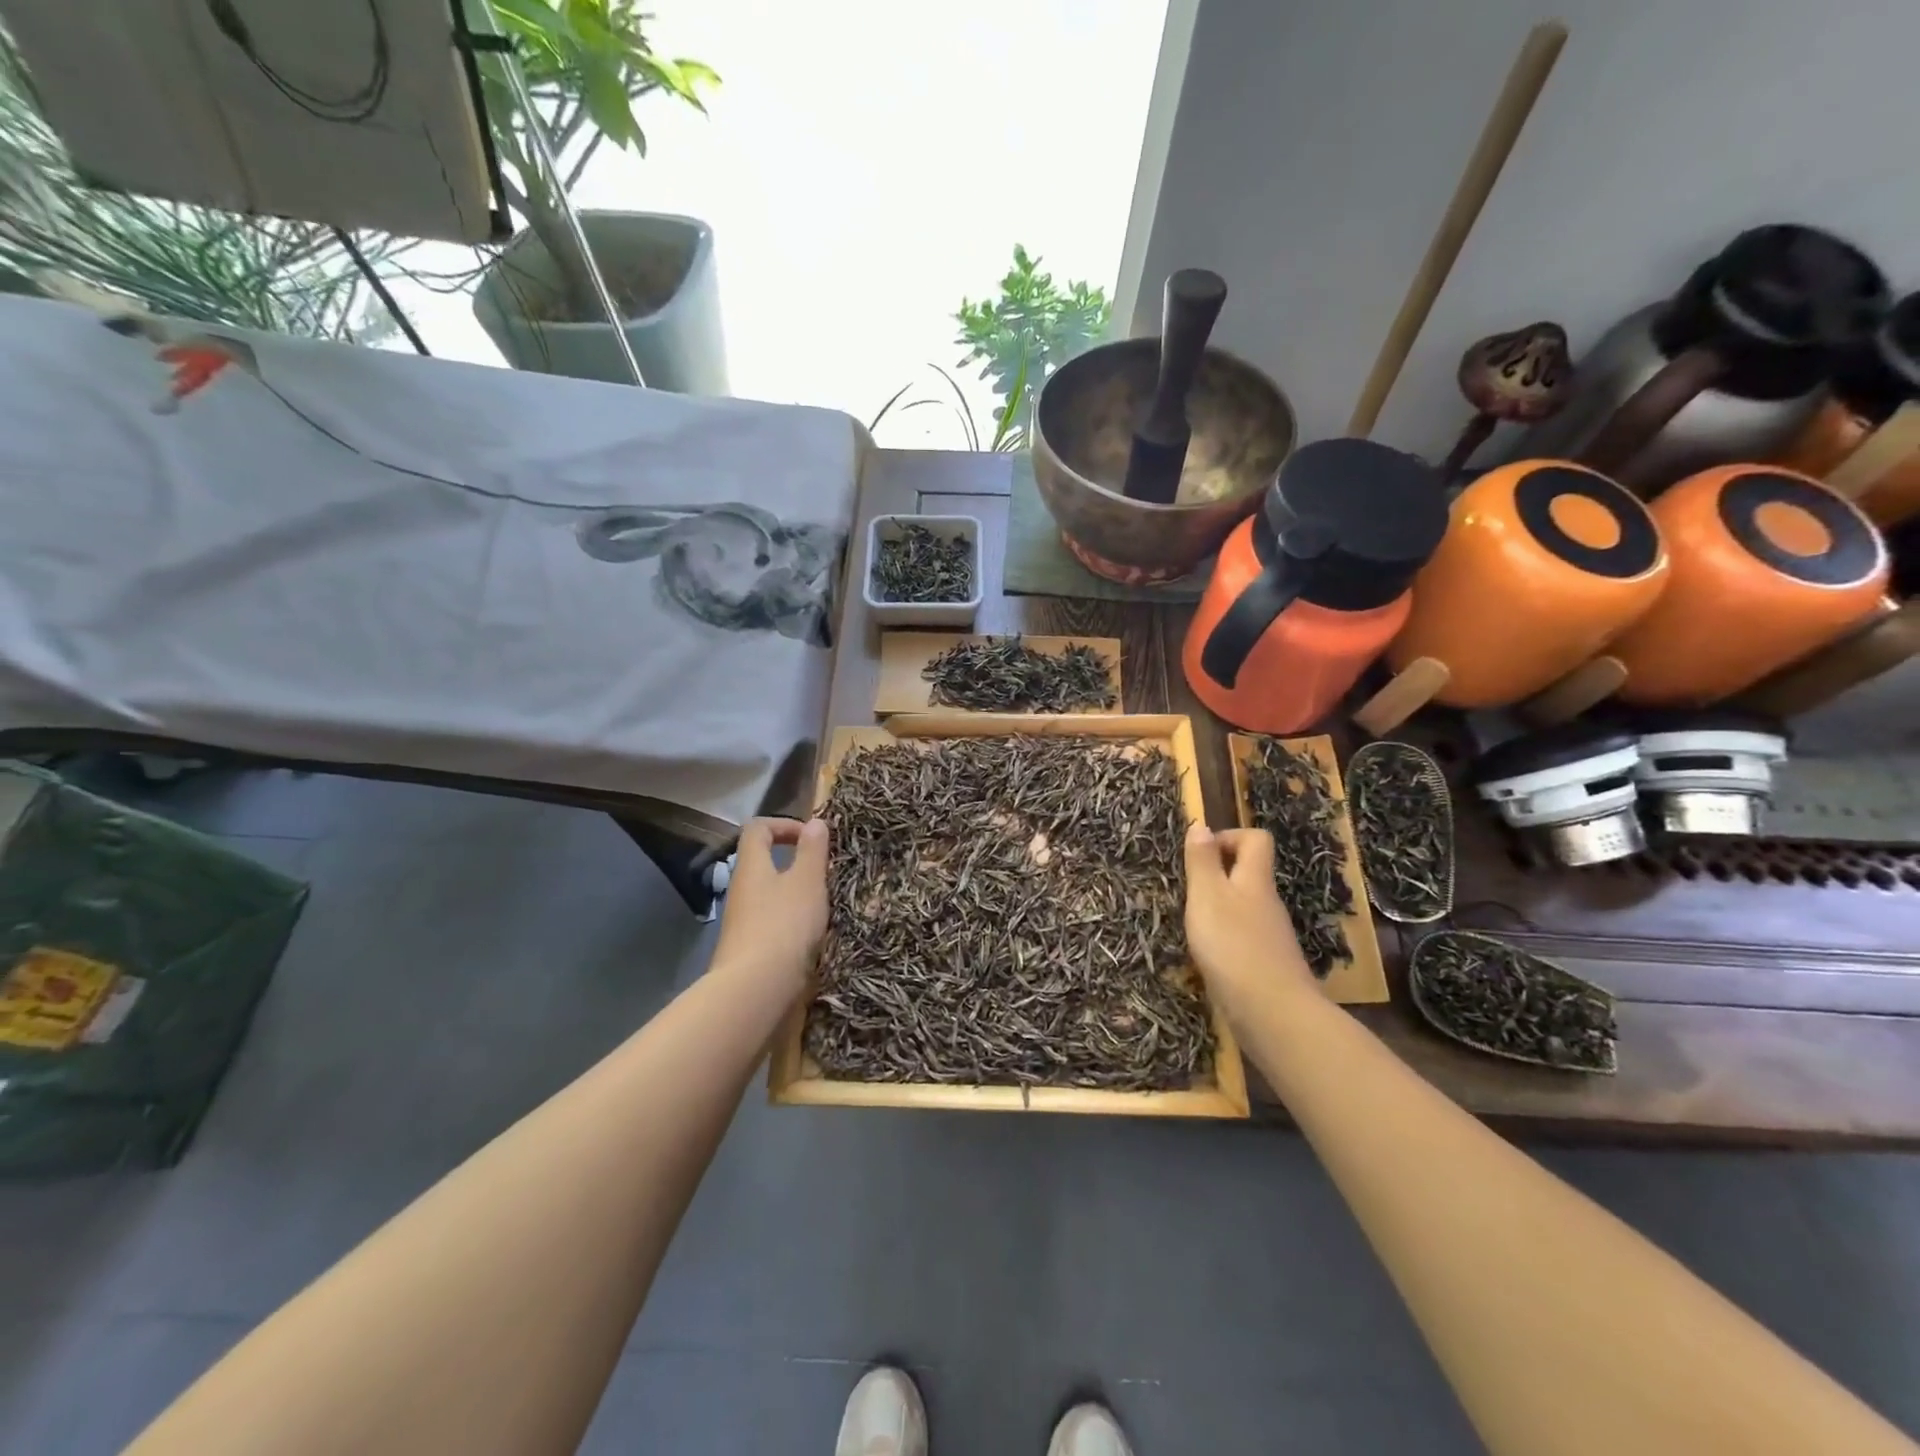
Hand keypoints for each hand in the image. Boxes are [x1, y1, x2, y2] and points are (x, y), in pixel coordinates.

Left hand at [711, 818, 828, 1002]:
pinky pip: (772, 923)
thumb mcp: (807, 881)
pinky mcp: (749, 949)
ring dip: (796, 895)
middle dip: (795, 863)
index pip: (758, 829)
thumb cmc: (784, 925)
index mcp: (752, 866)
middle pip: (763, 862)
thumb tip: (815, 822)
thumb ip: (813, 851)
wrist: (755, 990)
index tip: (812, 838)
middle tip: (825, 874)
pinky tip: (812, 937)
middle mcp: (741, 890)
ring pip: (770, 895)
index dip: (784, 824)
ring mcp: (742, 922)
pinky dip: (792, 922)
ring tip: (824, 907)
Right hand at [1184, 824, 1316, 1021]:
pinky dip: (1223, 940)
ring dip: (1217, 910)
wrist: (1273, 1014)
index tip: (1199, 854)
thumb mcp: (1207, 896)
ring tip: (1190, 926)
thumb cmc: (1233, 945)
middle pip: (1248, 874)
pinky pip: (1242, 939)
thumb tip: (1201, 825)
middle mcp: (1267, 903)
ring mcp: (1269, 936)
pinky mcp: (1265, 966)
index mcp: (1255, 880)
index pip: (1255, 839)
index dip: (1229, 837)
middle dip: (1216, 876)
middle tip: (1186, 891)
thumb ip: (1202, 861)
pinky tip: (1205, 957)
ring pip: (1243, 908)